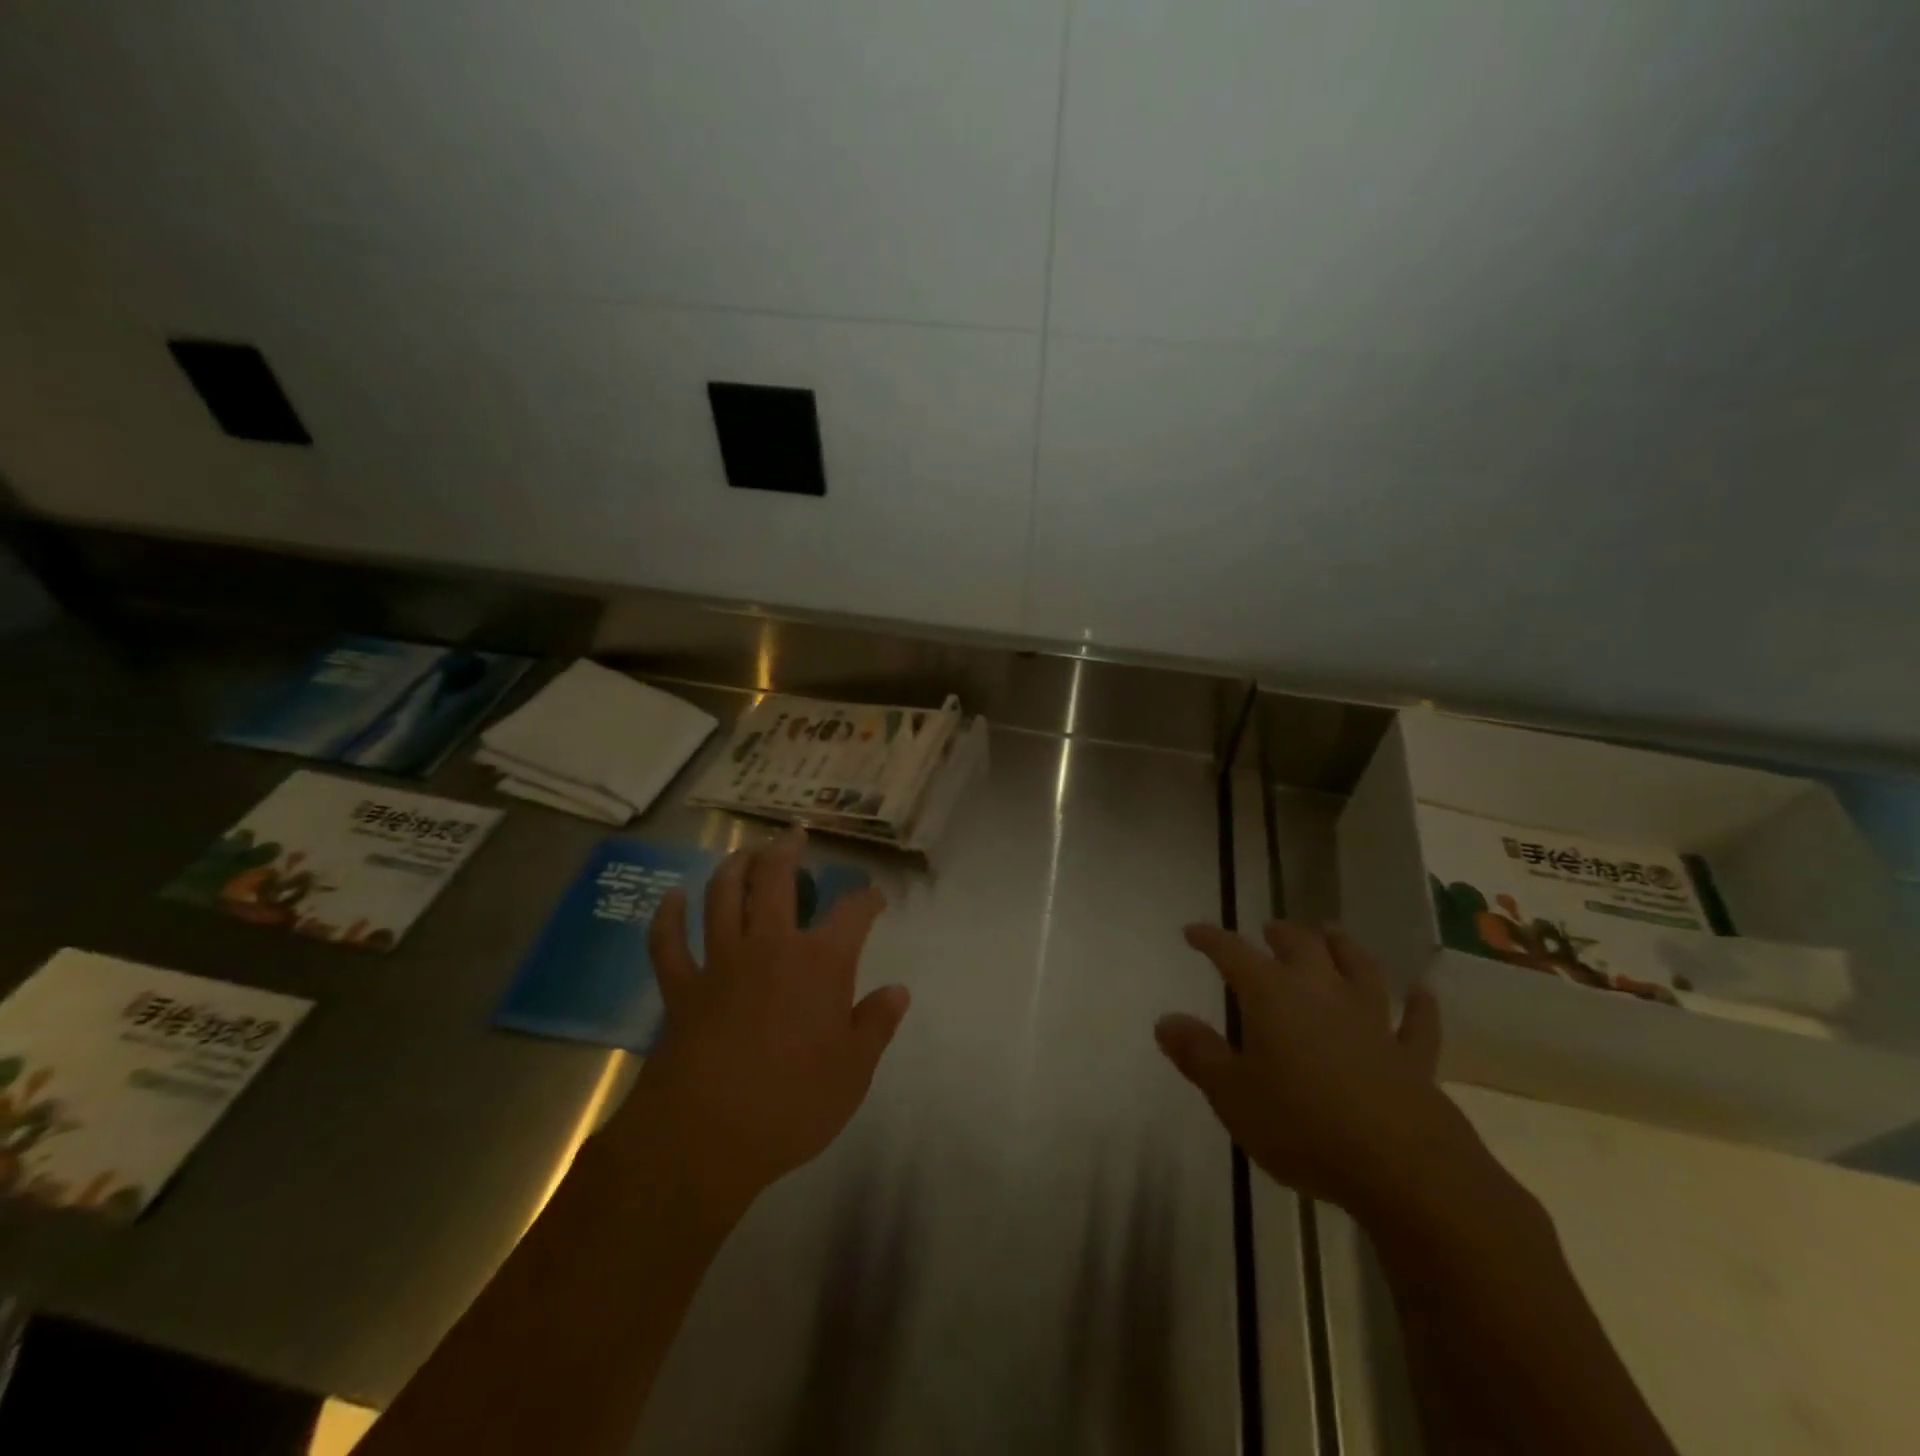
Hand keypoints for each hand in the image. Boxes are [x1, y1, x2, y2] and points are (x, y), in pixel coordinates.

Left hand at [627, 829, 909, 1213]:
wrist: (705, 1138)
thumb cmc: (792, 1105)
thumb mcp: (853, 1071)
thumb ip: (876, 1024)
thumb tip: (898, 991)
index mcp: (820, 963)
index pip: (853, 913)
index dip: (867, 899)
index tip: (875, 897)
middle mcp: (770, 946)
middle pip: (776, 881)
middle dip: (787, 852)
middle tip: (793, 835)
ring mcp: (720, 963)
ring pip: (722, 897)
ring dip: (733, 867)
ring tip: (744, 851)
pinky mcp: (681, 988)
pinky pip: (668, 943)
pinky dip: (668, 917)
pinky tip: (672, 898)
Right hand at [1156, 920, 1484, 1220]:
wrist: (1403, 1169)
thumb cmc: (1302, 1126)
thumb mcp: (1232, 1095)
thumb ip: (1198, 1054)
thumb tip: (1165, 1020)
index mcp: (1272, 996)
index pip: (1233, 953)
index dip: (1211, 938)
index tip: (1193, 930)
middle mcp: (1322, 994)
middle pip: (1301, 947)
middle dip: (1281, 934)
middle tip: (1269, 928)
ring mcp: (1372, 1022)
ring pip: (1359, 970)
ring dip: (1344, 947)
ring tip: (1332, 932)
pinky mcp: (1411, 1057)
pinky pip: (1416, 1024)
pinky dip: (1419, 1007)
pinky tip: (1421, 994)